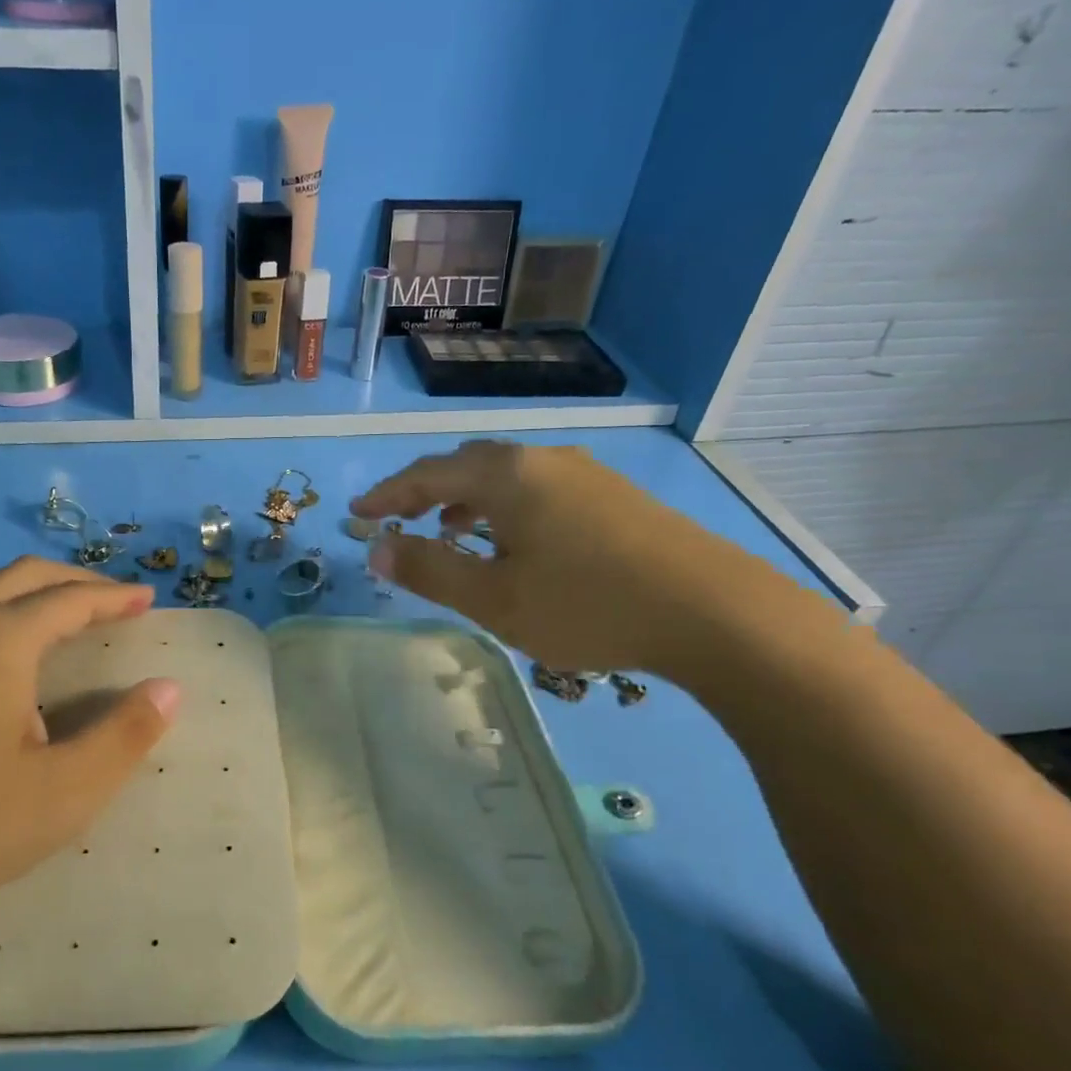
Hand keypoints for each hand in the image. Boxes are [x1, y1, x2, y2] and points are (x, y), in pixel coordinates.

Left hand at [0, 558, 180, 953]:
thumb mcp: (61, 792)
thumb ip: (123, 736)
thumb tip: (169, 689)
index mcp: (0, 640)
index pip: (70, 599)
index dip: (114, 597)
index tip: (147, 599)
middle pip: (24, 577)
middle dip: (74, 581)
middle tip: (113, 601)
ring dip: (32, 594)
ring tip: (63, 619)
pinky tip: (1, 662)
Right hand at [352, 440, 798, 676]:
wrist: (714, 612)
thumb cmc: (587, 605)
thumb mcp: (494, 599)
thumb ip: (429, 571)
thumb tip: (375, 549)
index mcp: (506, 475)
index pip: (427, 474)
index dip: (387, 494)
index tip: (357, 511)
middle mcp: (542, 459)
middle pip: (466, 466)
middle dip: (425, 492)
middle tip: (397, 519)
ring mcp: (584, 474)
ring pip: (506, 477)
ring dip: (466, 500)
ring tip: (450, 530)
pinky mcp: (613, 496)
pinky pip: (537, 489)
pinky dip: (505, 508)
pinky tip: (515, 541)